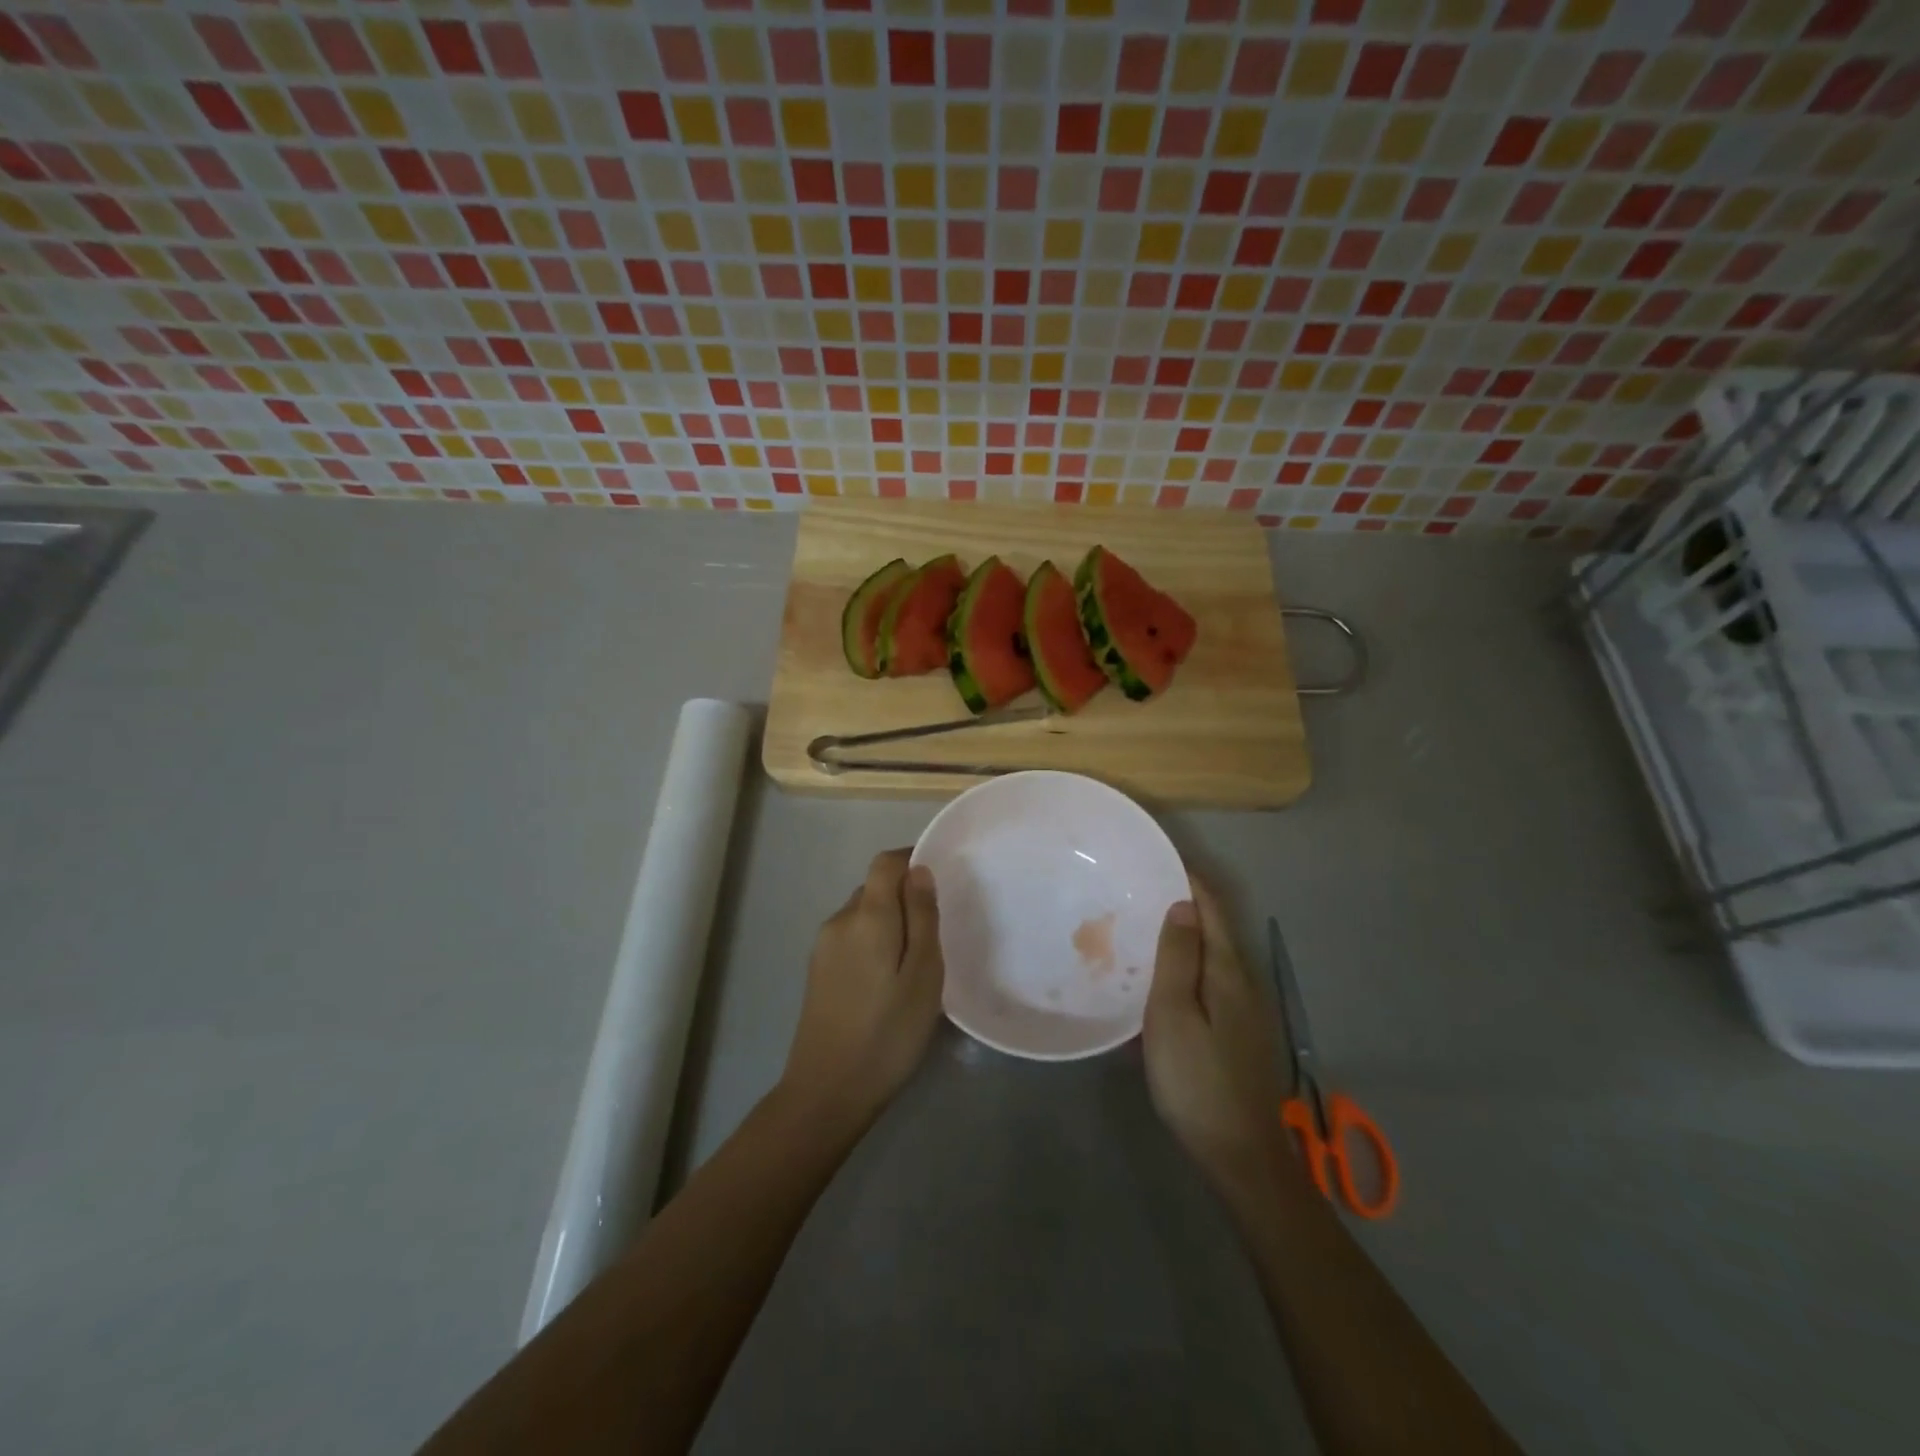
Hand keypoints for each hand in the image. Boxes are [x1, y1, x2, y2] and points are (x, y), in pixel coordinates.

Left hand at [779, 849, 944, 1126]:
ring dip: (889, 922)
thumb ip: (922, 917)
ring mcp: (823, 946)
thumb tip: (918, 871)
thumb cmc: (888, 1033)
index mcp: (867, 915)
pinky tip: (888, 980)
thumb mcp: (924, 975)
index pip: (885, 862)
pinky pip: (852, 937)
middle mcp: (839, 920)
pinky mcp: (817, 970)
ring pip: (863, 914)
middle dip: (904, 896)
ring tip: (916, 960)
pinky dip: (874, 942)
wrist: (827, 1091)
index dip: (912, 859)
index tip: (941, 878)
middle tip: (936, 930)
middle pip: (874, 887)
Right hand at [1142, 880, 1293, 1196]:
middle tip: (1138, 892)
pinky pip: (1209, 981)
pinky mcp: (1238, 1032)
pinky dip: (1185, 966)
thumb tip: (1184, 903)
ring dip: (1182, 936)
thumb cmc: (1195, 1078)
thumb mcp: (1174, 1013)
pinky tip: (1160, 981)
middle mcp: (1243, 981)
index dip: (1188, 879)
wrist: (1238, 1153)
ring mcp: (1245, 1009)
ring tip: (1141, 928)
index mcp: (1227, 970)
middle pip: (1215, 928)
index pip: (1211, 907)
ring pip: (1211, 956)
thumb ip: (1179, 956)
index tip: (1156, 859)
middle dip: (1183, 903)